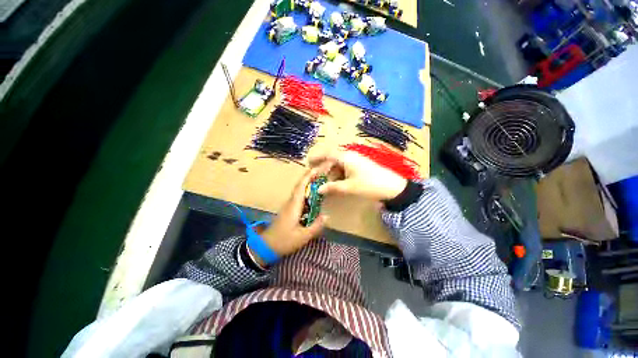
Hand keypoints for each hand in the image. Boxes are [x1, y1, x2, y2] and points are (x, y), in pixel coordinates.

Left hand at [249, 169, 326, 264]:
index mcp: (293, 206)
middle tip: (319, 171)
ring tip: (317, 179)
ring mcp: (288, 206)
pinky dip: (305, 192)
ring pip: (298, 191)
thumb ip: (315, 226)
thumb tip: (327, 216)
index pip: (301, 188)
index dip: (307, 177)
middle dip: (308, 177)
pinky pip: (298, 197)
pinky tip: (311, 194)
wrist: (266, 246)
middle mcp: (290, 203)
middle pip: (299, 186)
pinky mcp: (288, 210)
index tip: (315, 169)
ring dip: (306, 183)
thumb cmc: (284, 241)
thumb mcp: (303, 236)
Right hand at [309, 150, 407, 200]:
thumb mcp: (349, 187)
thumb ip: (332, 187)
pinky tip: (338, 183)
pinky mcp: (360, 165)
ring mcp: (355, 160)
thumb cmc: (369, 184)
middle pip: (332, 159)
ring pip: (338, 164)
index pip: (327, 154)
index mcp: (345, 157)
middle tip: (317, 179)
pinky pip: (345, 168)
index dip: (317, 157)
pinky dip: (339, 175)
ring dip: (332, 173)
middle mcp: (349, 155)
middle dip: (324, 169)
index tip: (308, 163)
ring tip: (328, 185)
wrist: (392, 186)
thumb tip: (319, 189)